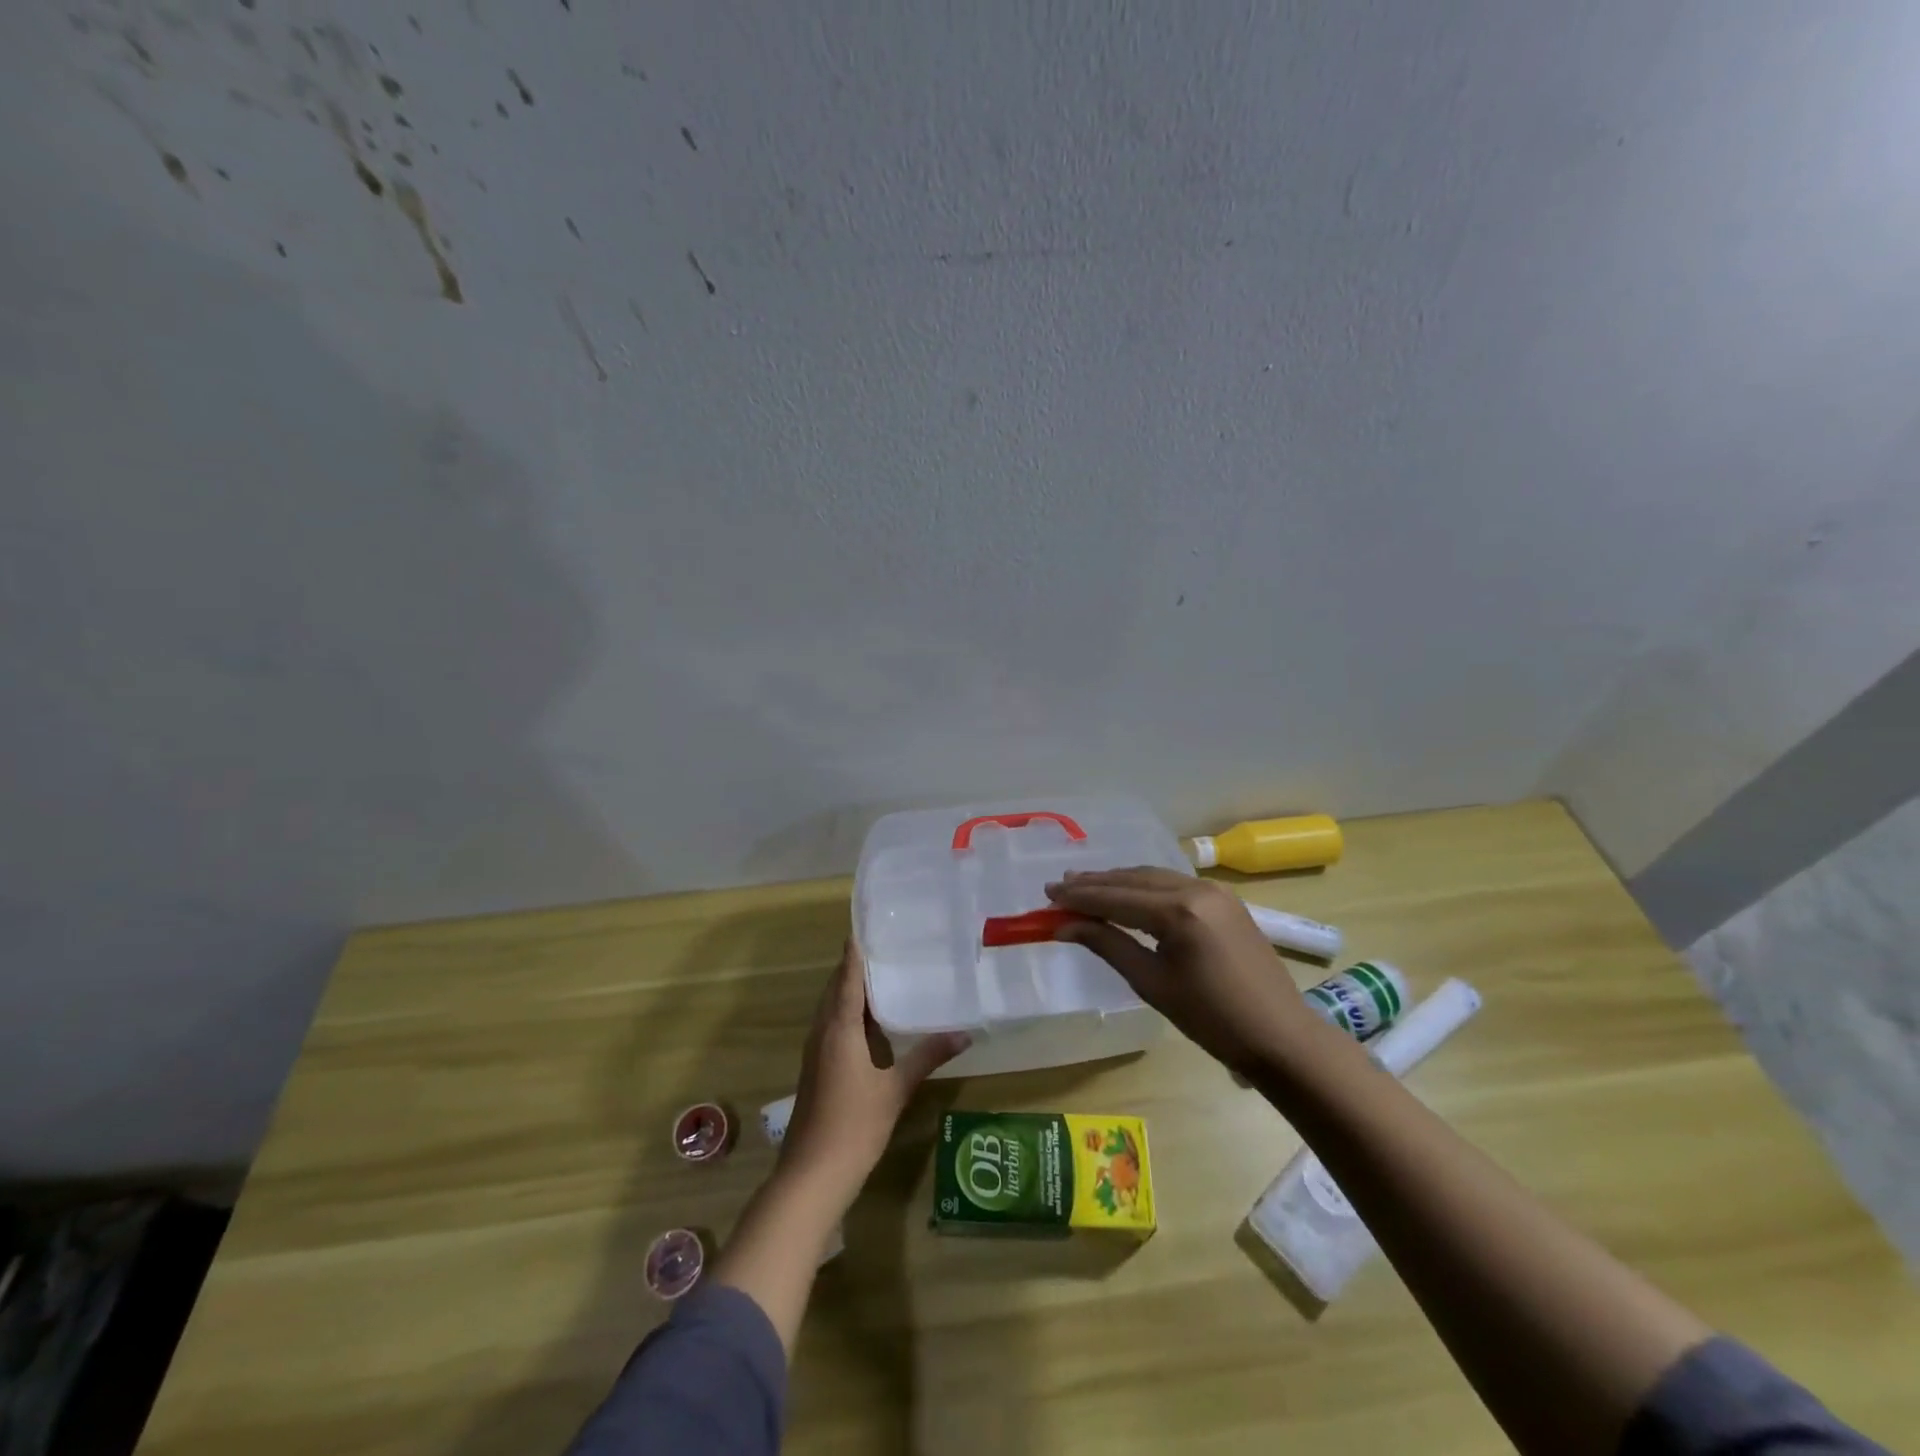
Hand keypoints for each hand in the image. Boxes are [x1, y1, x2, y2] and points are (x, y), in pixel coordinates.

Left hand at [778, 941, 969, 1201]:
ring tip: (886, 975)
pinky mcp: (817, 1068)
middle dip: (856, 966)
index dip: (856, 950)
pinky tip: (874, 1022)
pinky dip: (850, 1013)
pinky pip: (833, 1026)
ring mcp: (816, 1051)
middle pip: (837, 987)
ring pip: (833, 1008)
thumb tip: (964, 1033)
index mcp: (839, 1027)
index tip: (870, 925)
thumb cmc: (854, 1125)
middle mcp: (823, 1031)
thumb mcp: (896, 1089)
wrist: (812, 1175)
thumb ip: (928, 1057)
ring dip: (852, 990)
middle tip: (888, 946)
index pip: (848, 976)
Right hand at [1045, 867, 1325, 1076]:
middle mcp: (1196, 889)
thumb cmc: (1211, 1019)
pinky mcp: (1225, 899)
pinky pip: (1174, 884)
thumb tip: (1065, 925)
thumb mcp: (1152, 983)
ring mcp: (1215, 891)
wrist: (1279, 1036)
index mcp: (1178, 912)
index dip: (1079, 896)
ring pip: (1153, 877)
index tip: (1047, 895)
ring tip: (1085, 886)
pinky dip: (1145, 887)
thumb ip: (1108, 945)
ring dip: (1119, 882)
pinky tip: (1128, 894)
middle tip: (1060, 887)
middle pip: (1133, 879)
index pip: (1116, 897)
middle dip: (1095, 883)